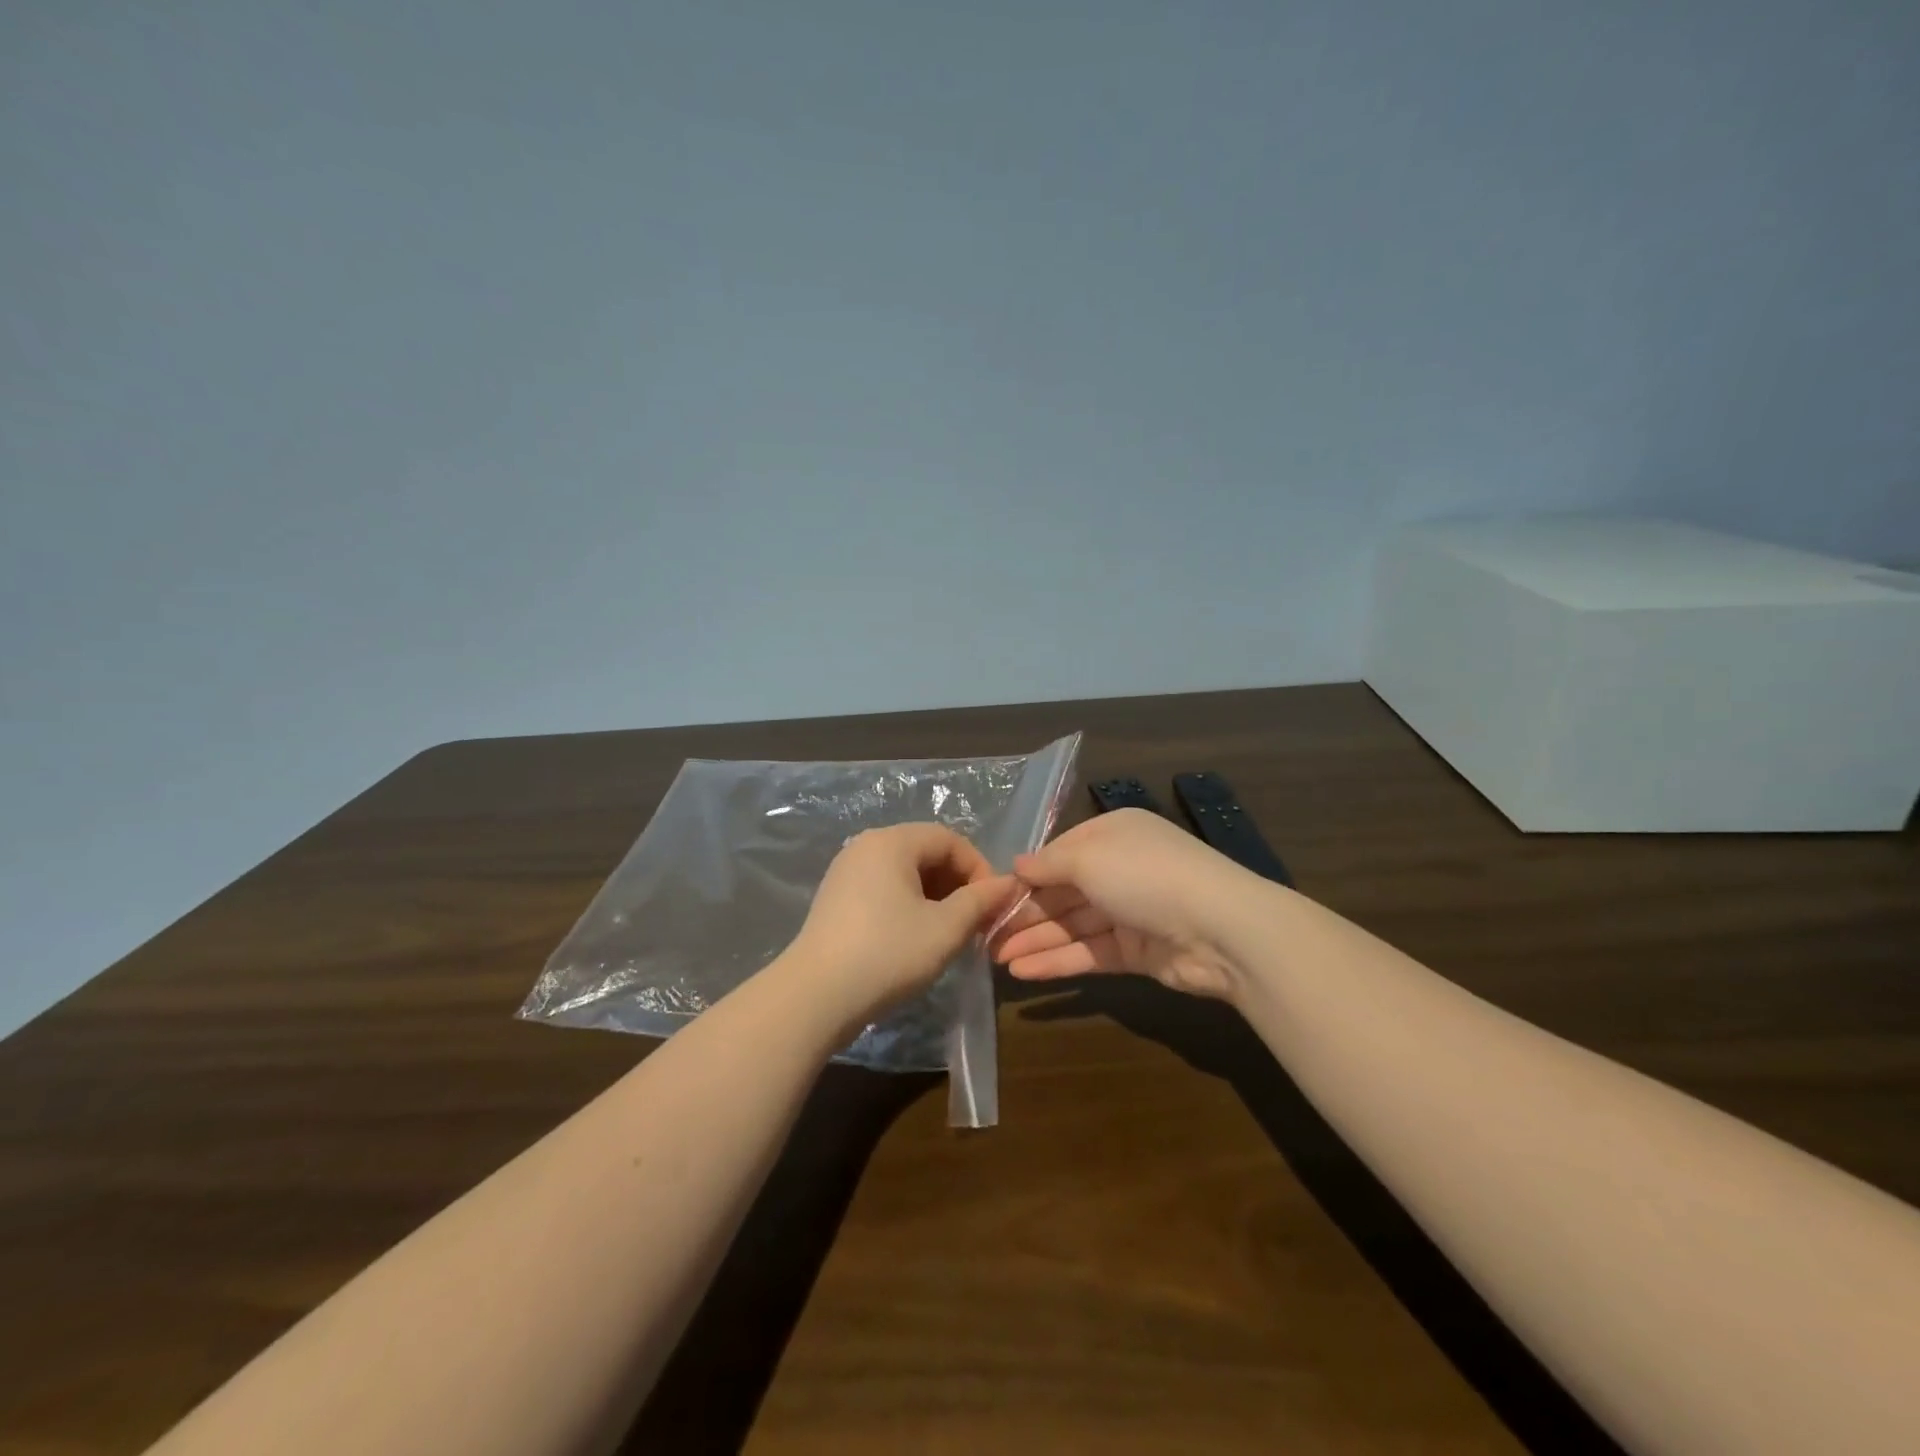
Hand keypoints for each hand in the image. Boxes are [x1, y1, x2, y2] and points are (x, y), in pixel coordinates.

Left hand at [783, 823, 1016, 1024]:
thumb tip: (1009, 884)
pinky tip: (917, 938)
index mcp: (891, 841)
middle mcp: (866, 845)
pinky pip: (884, 888)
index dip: (979, 868)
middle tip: (976, 922)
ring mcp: (846, 871)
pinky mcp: (836, 898)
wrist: (814, 997)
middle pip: (926, 852)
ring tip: (950, 933)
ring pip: (906, 872)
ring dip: (936, 897)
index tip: (993, 905)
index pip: (949, 839)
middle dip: (958, 884)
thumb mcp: (945, 928)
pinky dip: (909, 905)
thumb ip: (981, 901)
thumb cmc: (887, 953)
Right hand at [989, 808, 1263, 1001]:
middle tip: (984, 935)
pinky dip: (1058, 961)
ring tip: (994, 959)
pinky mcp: (1136, 951)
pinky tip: (1023, 972)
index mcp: (1113, 834)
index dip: (1026, 875)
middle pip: (1063, 891)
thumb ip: (1048, 864)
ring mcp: (1130, 911)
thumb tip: (1017, 866)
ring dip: (1035, 940)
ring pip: (1073, 925)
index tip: (990, 895)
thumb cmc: (1144, 876)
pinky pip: (1089, 952)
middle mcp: (1120, 869)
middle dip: (1025, 913)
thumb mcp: (1088, 859)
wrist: (1220, 928)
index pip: (1060, 853)